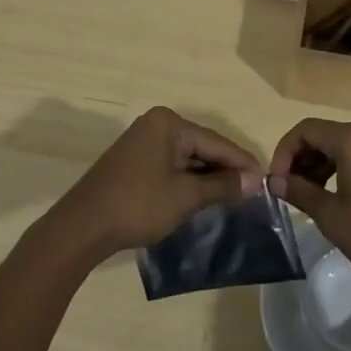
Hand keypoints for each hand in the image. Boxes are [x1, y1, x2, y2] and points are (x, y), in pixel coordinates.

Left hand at [48, 107, 261, 263]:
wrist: (83, 226)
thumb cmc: (138, 205)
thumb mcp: (185, 197)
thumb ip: (221, 185)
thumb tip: (255, 181)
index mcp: (169, 123)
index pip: (215, 142)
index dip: (242, 162)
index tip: (266, 180)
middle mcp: (156, 123)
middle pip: (202, 145)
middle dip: (226, 169)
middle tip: (253, 190)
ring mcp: (143, 140)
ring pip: (187, 156)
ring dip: (208, 175)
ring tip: (235, 195)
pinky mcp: (134, 159)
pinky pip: (171, 163)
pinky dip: (188, 178)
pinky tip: (203, 194)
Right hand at [267, 118, 350, 294]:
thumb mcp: (332, 217)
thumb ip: (300, 193)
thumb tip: (274, 181)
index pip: (304, 130)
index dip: (283, 153)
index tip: (276, 183)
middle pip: (322, 135)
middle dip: (300, 160)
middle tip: (289, 192)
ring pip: (341, 146)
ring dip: (319, 166)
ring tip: (310, 198)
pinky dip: (340, 169)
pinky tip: (336, 197)